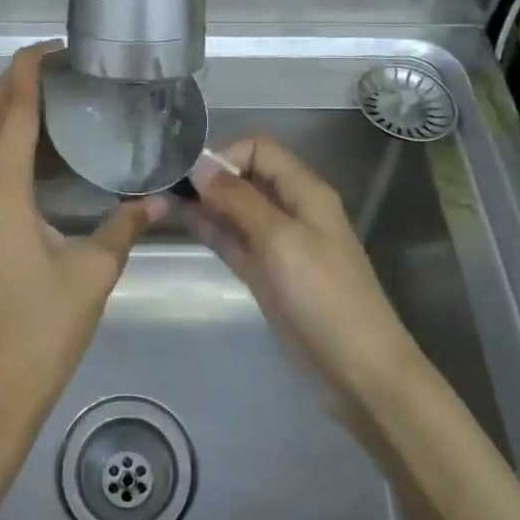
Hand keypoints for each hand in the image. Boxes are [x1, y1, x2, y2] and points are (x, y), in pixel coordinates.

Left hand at [0, 43, 162, 446]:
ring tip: (45, 96)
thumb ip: (126, 226)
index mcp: (0, 194)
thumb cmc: (44, 329)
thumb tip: (160, 199)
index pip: (10, 113)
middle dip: (11, 82)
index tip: (54, 49)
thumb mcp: (94, 272)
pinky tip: (30, 147)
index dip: (28, 73)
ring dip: (1, 109)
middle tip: (54, 66)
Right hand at [187, 136, 419, 405]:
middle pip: (245, 177)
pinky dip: (211, 229)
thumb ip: (239, 200)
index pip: (259, 149)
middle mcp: (291, 209)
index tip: (190, 176)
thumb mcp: (280, 240)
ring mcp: (277, 243)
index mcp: (304, 191)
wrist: (357, 369)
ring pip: (236, 210)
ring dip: (205, 203)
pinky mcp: (266, 273)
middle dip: (209, 177)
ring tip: (162, 200)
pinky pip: (234, 240)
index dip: (225, 156)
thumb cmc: (324, 296)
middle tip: (166, 187)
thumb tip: (200, 165)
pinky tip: (182, 223)